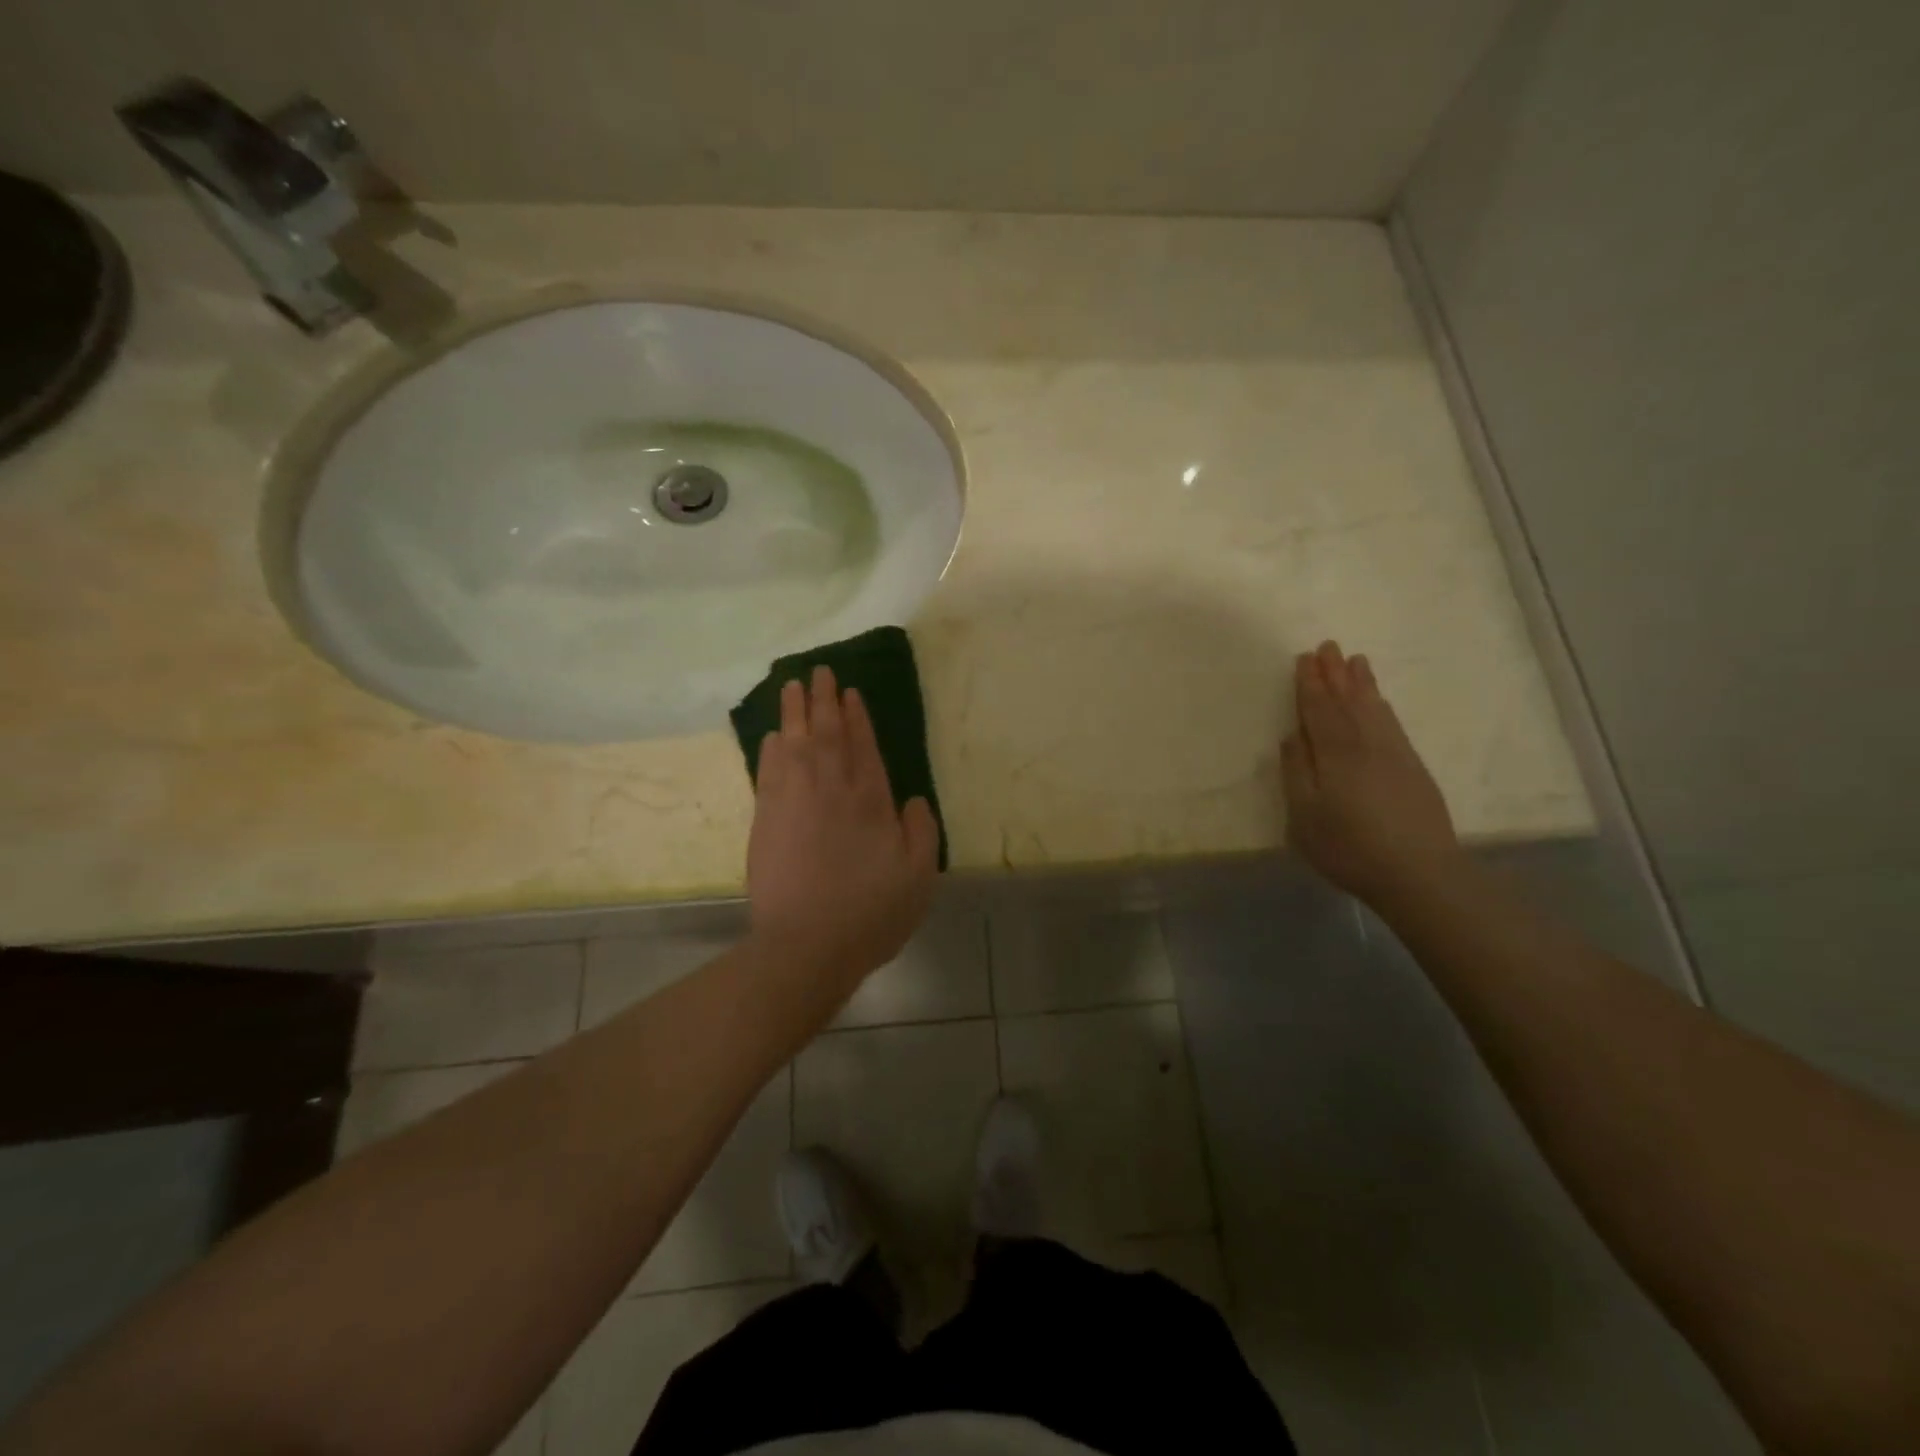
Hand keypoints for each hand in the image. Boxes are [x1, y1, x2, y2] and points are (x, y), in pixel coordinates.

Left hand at [747, 666, 940, 994]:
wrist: (807, 945)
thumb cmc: (871, 913)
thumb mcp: (918, 877)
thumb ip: (921, 832)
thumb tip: (912, 799)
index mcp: (871, 802)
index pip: (864, 747)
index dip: (857, 717)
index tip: (848, 691)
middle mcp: (832, 791)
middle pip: (827, 735)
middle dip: (824, 700)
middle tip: (818, 671)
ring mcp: (794, 802)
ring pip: (795, 745)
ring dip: (794, 713)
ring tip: (792, 686)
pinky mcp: (766, 821)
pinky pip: (769, 772)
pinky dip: (771, 750)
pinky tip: (772, 736)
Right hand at [1281, 641, 1463, 907]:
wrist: (1419, 873)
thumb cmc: (1348, 846)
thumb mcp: (1304, 815)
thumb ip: (1296, 772)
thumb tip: (1292, 736)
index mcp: (1335, 753)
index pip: (1319, 710)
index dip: (1310, 684)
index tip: (1304, 659)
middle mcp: (1366, 744)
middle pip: (1348, 702)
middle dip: (1335, 674)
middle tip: (1328, 646)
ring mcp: (1394, 754)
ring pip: (1374, 709)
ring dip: (1362, 684)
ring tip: (1356, 661)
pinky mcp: (1413, 768)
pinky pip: (1392, 724)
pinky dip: (1382, 706)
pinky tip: (1379, 702)